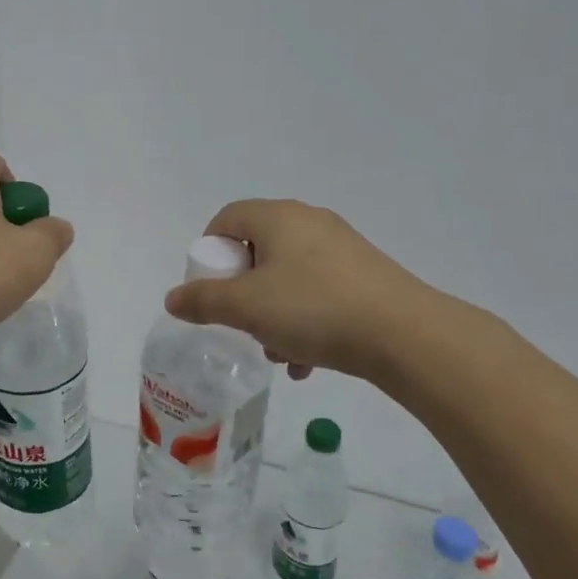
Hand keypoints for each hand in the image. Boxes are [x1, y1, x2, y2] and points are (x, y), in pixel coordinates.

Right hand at [163, 200, 432, 381]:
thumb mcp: (246, 307)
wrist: (404, 335)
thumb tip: (173, 298)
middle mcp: (309, 222)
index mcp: (278, 217)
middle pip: (257, 251)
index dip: (209, 252)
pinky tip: (306, 361)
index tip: (209, 290)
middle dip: (242, 294)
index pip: (226, 218)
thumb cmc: (313, 309)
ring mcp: (341, 248)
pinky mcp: (364, 275)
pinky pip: (317, 292)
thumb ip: (203, 300)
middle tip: (241, 324)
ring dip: (272, 315)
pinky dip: (303, 321)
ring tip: (277, 354)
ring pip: (287, 277)